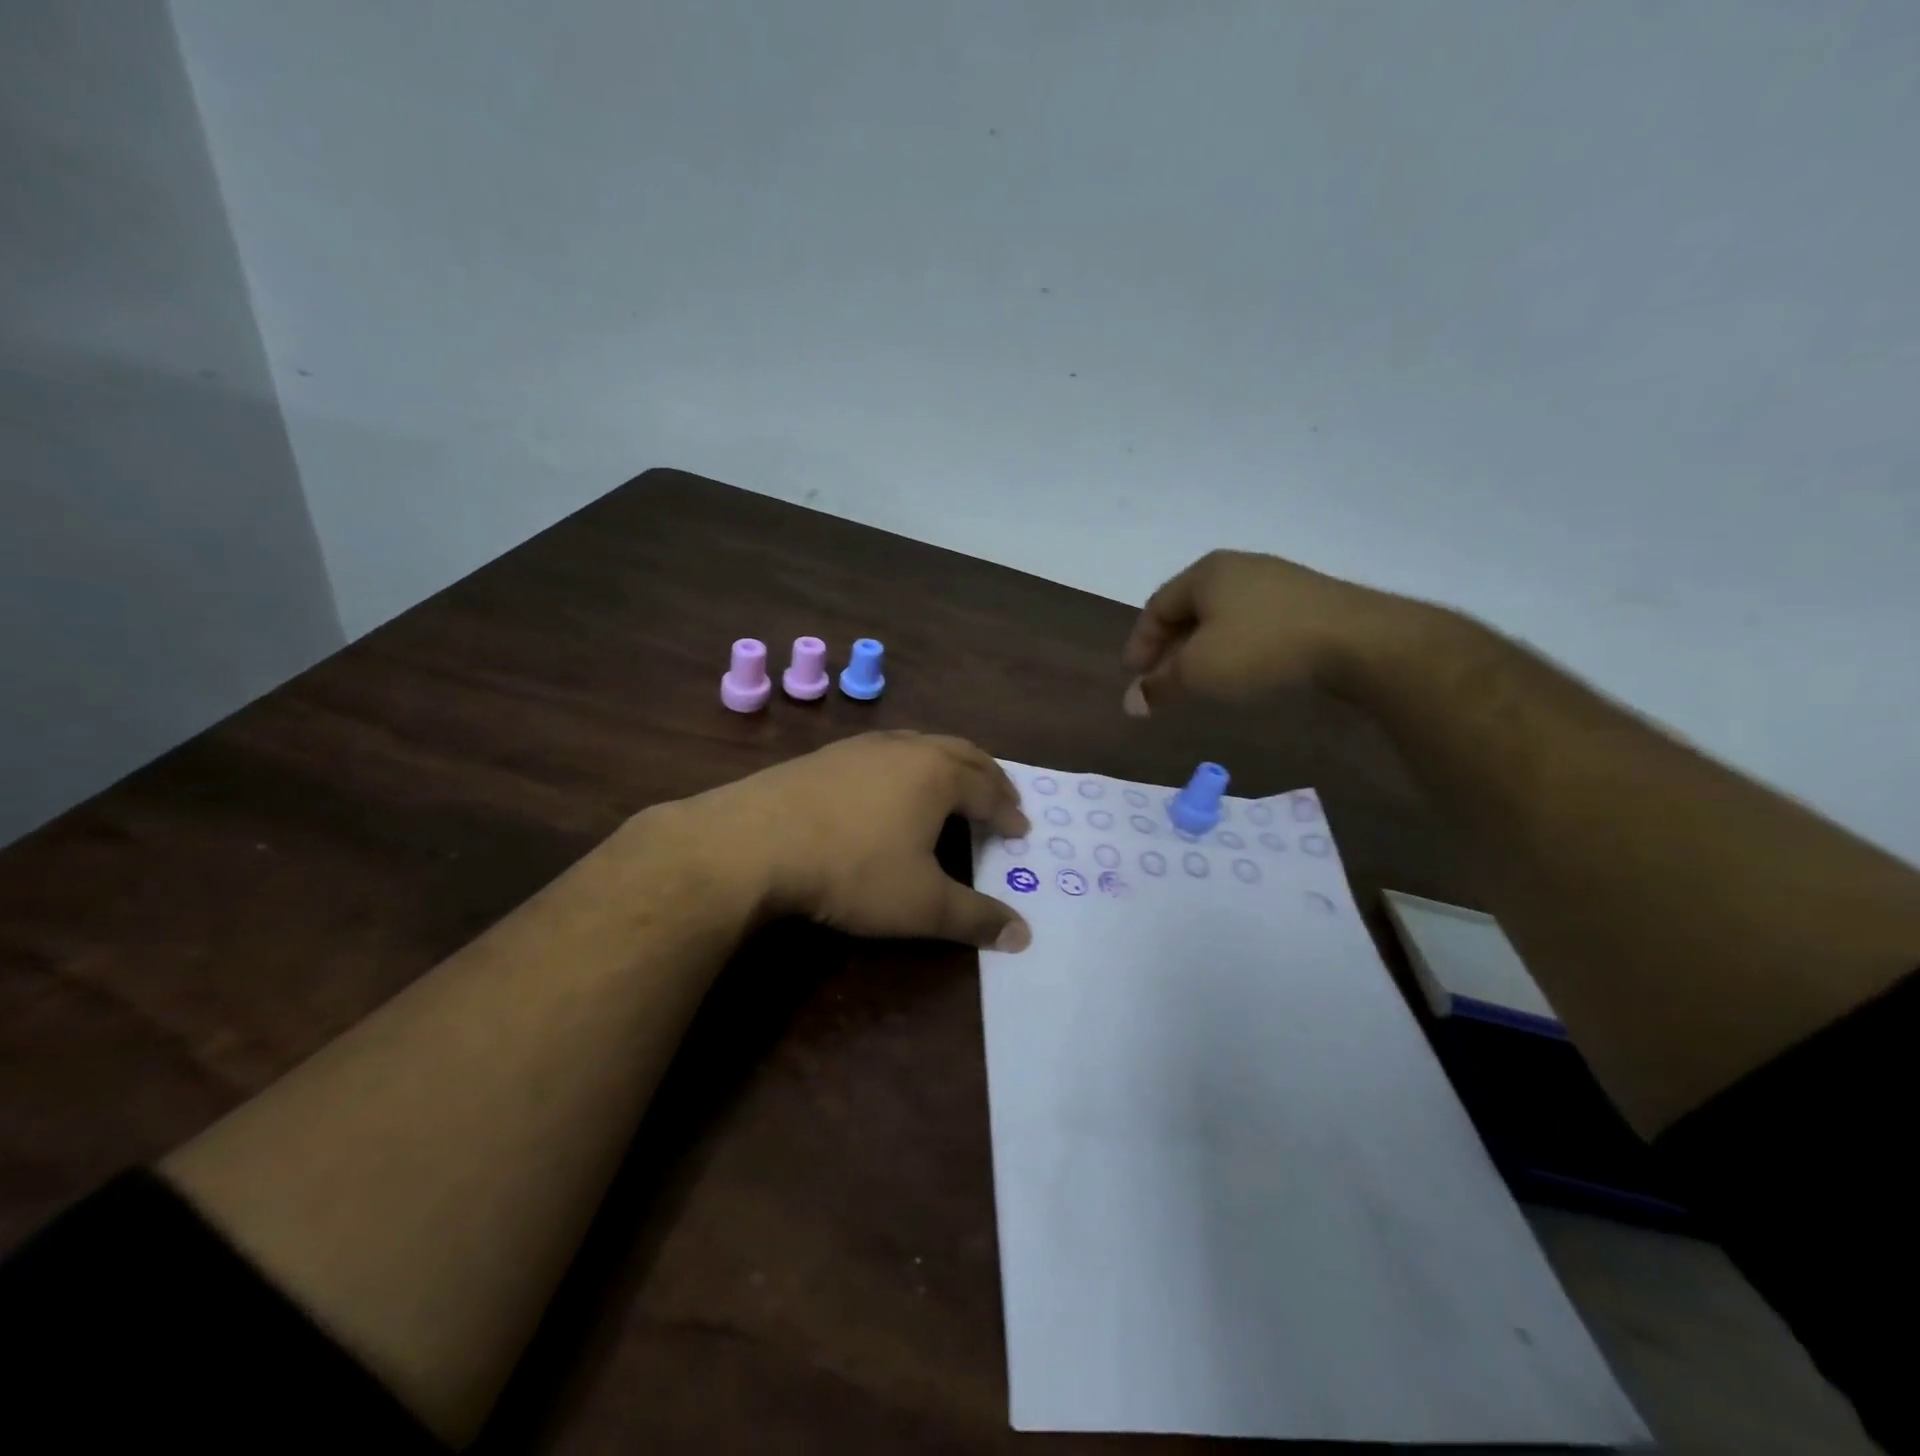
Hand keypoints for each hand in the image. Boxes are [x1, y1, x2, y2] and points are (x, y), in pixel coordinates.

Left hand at [664, 731, 1033, 951]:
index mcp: (939, 776)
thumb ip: (975, 919)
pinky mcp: (828, 754)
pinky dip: (909, 764)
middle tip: (1001, 796)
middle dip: (988, 776)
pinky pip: (886, 751)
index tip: (1021, 829)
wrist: (753, 841)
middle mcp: (908, 749)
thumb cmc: (852, 870)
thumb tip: (1024, 936)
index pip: (989, 791)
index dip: (1008, 812)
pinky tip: (892, 784)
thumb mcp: (921, 904)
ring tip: (954, 783)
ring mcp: (864, 747)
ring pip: (922, 744)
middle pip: (962, 753)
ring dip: (948, 763)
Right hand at [1121, 549, 1414, 713]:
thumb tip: (1130, 704)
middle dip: (1170, 649)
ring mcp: (1276, 581)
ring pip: (1222, 618)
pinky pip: (1253, 623)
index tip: (1134, 677)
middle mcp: (1237, 568)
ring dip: (1201, 650)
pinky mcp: (1306, 601)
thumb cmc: (1261, 648)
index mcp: (1205, 573)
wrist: (1357, 640)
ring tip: (1198, 681)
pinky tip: (1240, 671)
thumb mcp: (1198, 672)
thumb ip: (1159, 686)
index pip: (1156, 607)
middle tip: (1161, 682)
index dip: (1140, 643)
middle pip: (1188, 610)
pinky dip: (1234, 647)